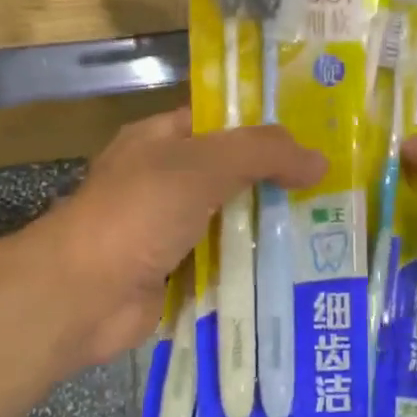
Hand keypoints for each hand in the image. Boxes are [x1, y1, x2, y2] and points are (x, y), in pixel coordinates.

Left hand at [34, 108, 323, 367]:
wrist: (82, 296)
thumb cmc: (137, 214)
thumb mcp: (202, 165)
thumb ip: (262, 154)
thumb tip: (319, 159)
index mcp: (160, 140)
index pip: (221, 121)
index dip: (265, 126)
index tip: (317, 136)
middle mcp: (165, 181)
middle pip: (232, 174)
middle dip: (277, 182)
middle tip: (334, 189)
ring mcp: (169, 231)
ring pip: (232, 222)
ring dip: (271, 229)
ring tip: (330, 230)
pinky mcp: (177, 275)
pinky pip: (225, 264)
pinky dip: (254, 267)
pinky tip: (298, 271)